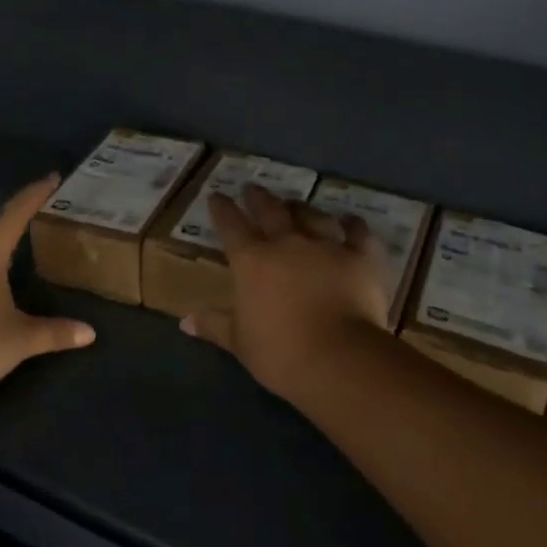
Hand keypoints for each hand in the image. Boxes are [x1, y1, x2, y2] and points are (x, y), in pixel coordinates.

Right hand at [181, 184, 388, 400]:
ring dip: (301, 207)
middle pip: (270, 211)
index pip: (231, 226)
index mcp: (252, 261)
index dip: (222, 209)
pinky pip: (358, 232)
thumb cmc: (280, 352)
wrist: (339, 357)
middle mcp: (287, 243)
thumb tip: (185, 322)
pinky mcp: (361, 256)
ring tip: (295, 203)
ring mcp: (327, 246)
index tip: (217, 196)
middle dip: (258, 198)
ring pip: (312, 215)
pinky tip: (350, 220)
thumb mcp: (239, 342)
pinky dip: (353, 224)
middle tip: (252, 188)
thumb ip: (214, 326)